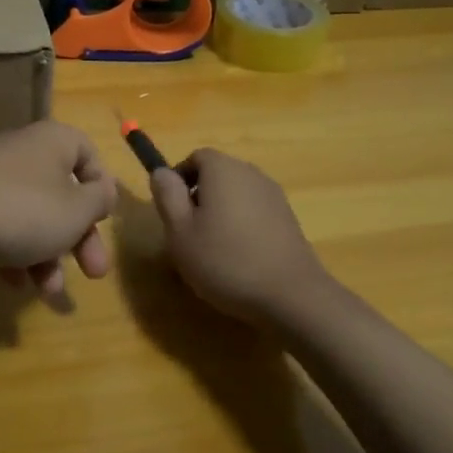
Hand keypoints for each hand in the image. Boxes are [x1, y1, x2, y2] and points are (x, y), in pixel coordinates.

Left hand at [0, 121, 115, 296]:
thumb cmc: (24, 211)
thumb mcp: (77, 211)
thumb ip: (99, 200)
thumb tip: (103, 190)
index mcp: (53, 141)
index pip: (88, 154)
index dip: (101, 189)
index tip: (103, 220)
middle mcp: (23, 151)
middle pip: (62, 194)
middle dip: (79, 238)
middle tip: (94, 273)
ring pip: (32, 216)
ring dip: (47, 255)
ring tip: (48, 292)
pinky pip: (1, 226)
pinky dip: (12, 253)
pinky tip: (14, 283)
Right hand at [149, 150, 333, 324]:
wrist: (291, 295)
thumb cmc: (225, 260)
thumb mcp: (180, 231)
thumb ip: (167, 196)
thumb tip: (161, 172)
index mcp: (223, 169)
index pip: (195, 157)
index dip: (179, 179)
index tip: (172, 211)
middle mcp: (251, 173)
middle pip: (217, 175)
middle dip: (199, 198)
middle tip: (188, 234)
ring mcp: (274, 196)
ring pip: (236, 195)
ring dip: (220, 214)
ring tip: (213, 251)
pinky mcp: (288, 219)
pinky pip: (254, 212)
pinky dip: (242, 227)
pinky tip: (239, 259)